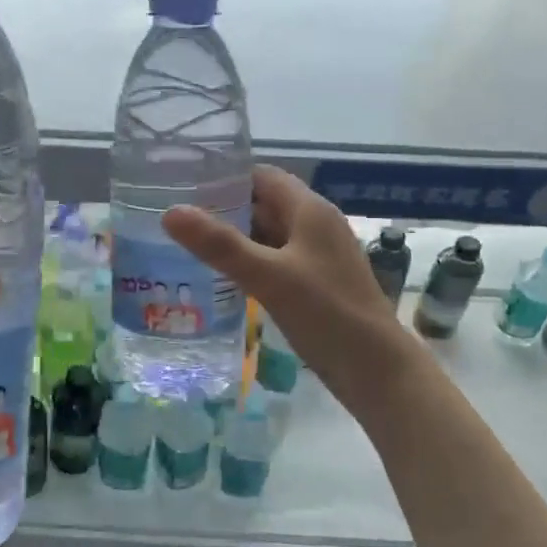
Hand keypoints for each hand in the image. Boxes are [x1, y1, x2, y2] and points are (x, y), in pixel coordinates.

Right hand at [164, 167, 416, 421]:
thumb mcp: (268, 276)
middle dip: (222, 210)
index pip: (261, 176)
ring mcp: (317, 257)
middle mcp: (315, 226)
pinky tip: (219, 280)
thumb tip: (170, 212)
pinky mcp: (315, 284)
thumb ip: (220, 245)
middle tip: (176, 220)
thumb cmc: (326, 314)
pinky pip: (274, 263)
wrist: (376, 370)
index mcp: (310, 210)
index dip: (225, 178)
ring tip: (186, 248)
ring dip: (234, 240)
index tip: (183, 187)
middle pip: (263, 205)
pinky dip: (248, 265)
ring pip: (268, 236)